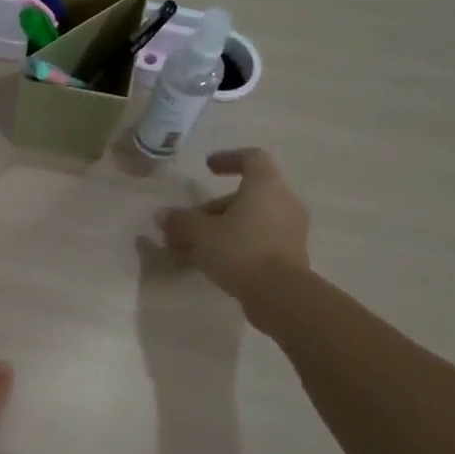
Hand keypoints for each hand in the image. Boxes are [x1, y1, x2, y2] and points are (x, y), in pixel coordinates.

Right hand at [156, 147, 310, 296]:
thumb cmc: (240, 250)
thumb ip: (181, 221)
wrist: (280, 295)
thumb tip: (164, 215)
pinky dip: (235, 244)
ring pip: (249, 221)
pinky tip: (210, 262)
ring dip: (220, 229)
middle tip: (186, 224)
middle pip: (245, 196)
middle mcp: (283, 202)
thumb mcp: (201, 233)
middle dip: (212, 208)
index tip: (208, 167)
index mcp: (266, 186)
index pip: (252, 158)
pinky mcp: (290, 255)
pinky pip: (258, 240)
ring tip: (191, 248)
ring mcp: (290, 230)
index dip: (229, 158)